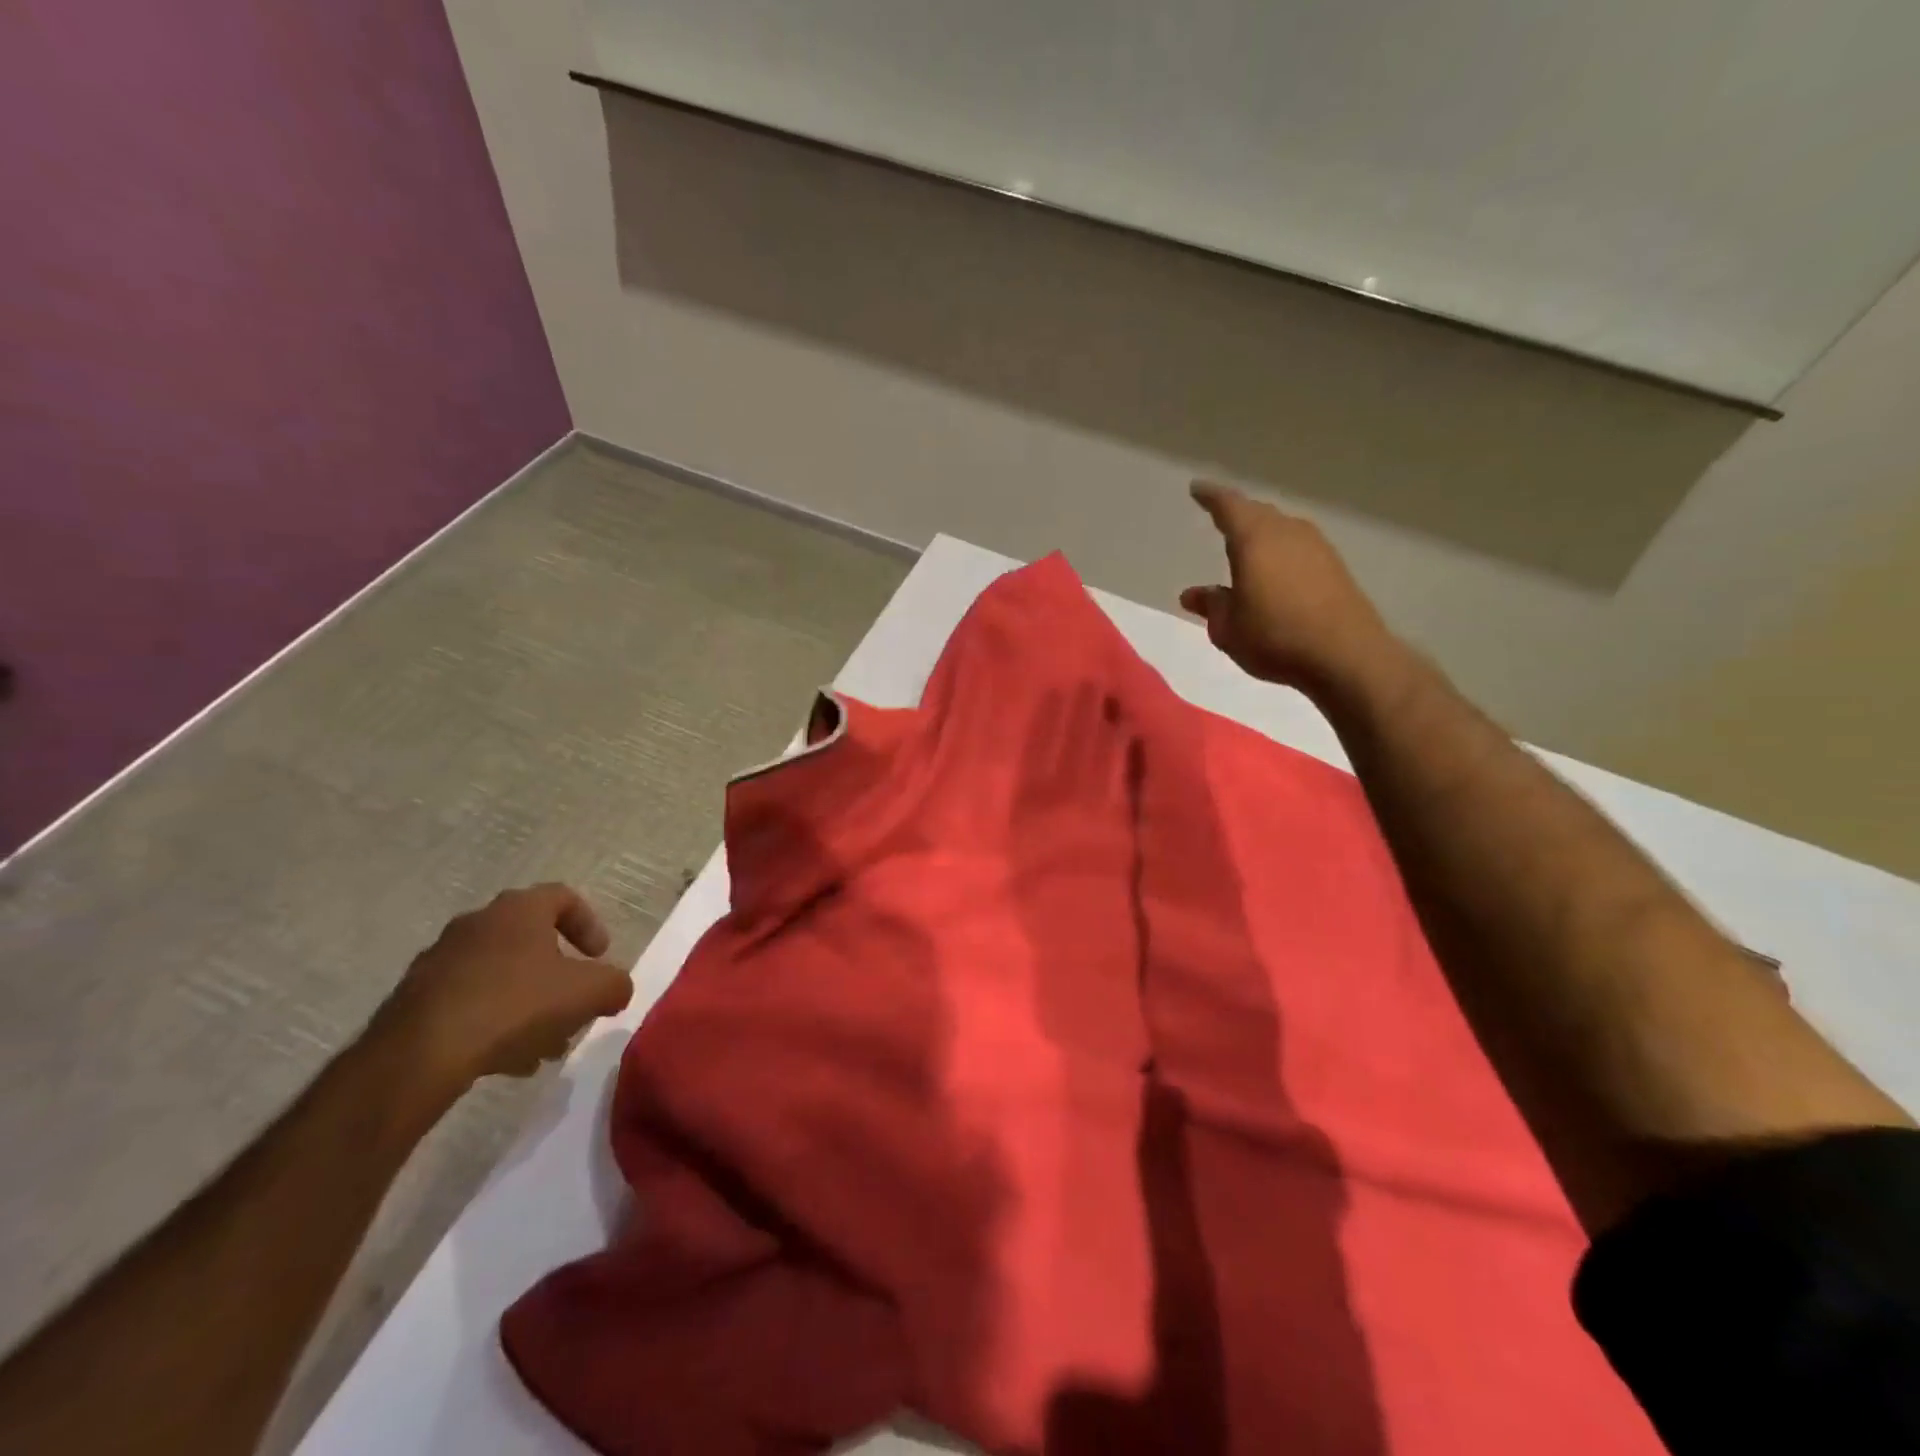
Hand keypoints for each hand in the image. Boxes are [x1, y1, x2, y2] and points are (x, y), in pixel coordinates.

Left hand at [373, 884, 633, 1087]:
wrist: (419, 1055)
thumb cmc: (515, 1005)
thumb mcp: (588, 993)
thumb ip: (614, 985)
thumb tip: (615, 989)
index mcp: (519, 909)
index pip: (563, 897)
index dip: (589, 925)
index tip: (599, 957)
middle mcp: (477, 923)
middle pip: (532, 940)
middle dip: (559, 974)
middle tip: (574, 1005)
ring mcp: (440, 960)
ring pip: (501, 975)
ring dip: (529, 1002)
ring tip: (544, 1044)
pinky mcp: (415, 998)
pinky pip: (469, 1001)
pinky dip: (494, 1020)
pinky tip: (507, 1058)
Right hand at [1180, 481, 1394, 693]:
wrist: (1345, 655)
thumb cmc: (1275, 637)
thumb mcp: (1228, 628)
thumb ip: (1211, 605)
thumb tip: (1194, 593)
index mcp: (1254, 539)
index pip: (1228, 506)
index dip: (1210, 497)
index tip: (1197, 489)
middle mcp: (1287, 532)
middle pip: (1258, 513)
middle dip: (1238, 515)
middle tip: (1221, 518)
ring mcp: (1316, 547)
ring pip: (1281, 530)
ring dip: (1262, 535)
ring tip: (1247, 548)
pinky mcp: (1335, 567)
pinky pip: (1298, 548)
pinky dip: (1281, 553)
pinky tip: (1276, 572)